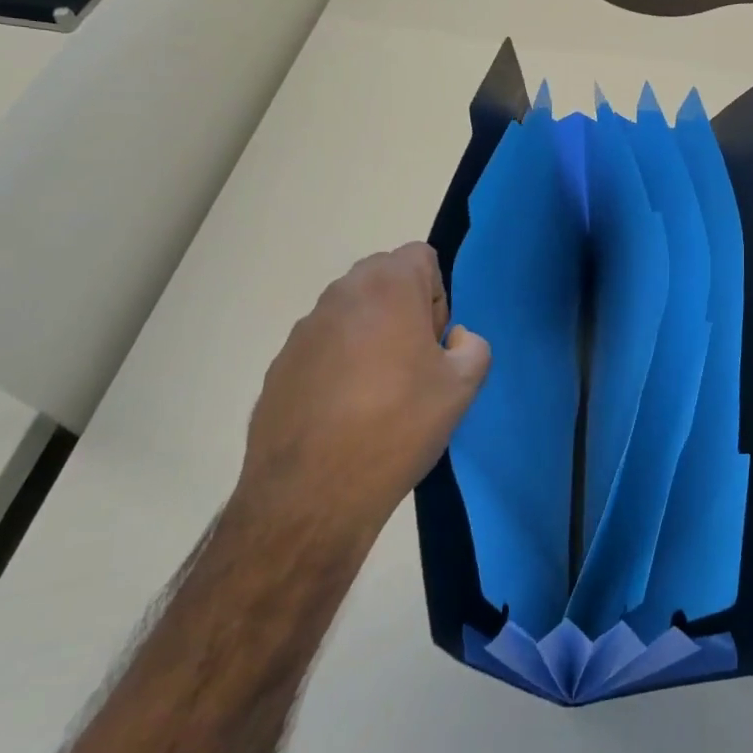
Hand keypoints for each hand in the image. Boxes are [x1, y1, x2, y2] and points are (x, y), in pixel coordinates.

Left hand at [235, 243, 490, 547]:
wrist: (312, 495)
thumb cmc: (397, 426)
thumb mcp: (462, 386)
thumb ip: (473, 345)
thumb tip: (452, 340)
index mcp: (387, 287)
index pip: (421, 257)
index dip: (437, 294)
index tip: (435, 339)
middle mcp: (340, 295)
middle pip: (384, 278)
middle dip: (405, 308)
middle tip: (414, 362)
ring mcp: (303, 330)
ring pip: (352, 313)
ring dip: (371, 335)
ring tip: (379, 392)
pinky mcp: (280, 365)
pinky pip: (323, 346)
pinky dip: (339, 364)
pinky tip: (345, 413)